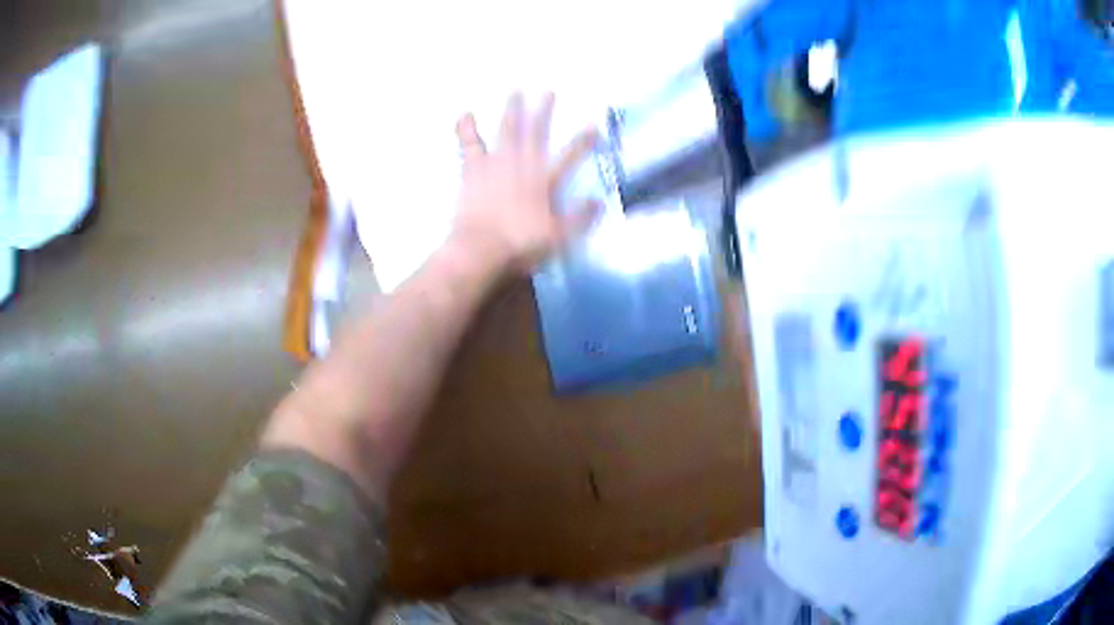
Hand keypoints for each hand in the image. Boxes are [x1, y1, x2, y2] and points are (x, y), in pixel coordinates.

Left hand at [450, 92, 599, 273]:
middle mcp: (523, 165)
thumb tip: (599, 201)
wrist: (480, 248)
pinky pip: (470, 144)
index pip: (569, 157)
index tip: (593, 125)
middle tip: (548, 91)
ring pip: (507, 131)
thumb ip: (579, 218)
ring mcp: (497, 164)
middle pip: (536, 133)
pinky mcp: (474, 169)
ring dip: (512, 110)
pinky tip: (465, 114)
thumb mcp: (558, 237)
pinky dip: (467, 129)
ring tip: (515, 91)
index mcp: (544, 181)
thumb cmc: (520, 244)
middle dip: (544, 112)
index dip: (582, 142)